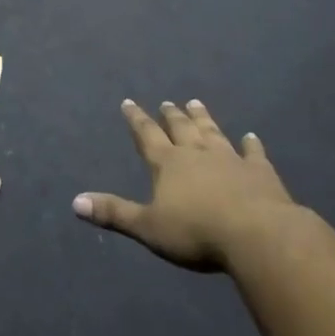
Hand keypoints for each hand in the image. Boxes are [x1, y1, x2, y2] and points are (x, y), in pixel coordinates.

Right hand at [73, 100, 299, 270]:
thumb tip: (75, 202)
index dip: (137, 119)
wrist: (256, 234)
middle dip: (171, 115)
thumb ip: (114, 213)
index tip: (129, 102)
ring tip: (196, 103)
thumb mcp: (148, 227)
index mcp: (168, 164)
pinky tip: (251, 137)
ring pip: (213, 133)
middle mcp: (197, 153)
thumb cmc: (196, 232)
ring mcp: (230, 159)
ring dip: (203, 119)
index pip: (147, 135)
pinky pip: (253, 153)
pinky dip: (251, 145)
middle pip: (181, 129)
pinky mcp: (259, 172)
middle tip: (167, 103)